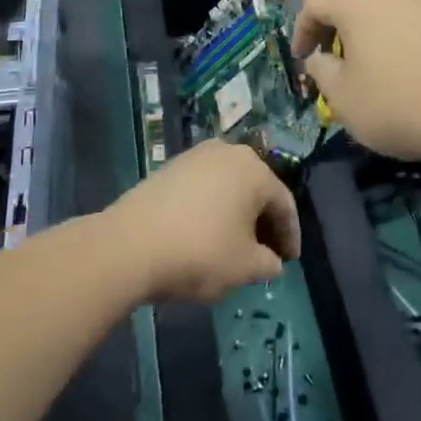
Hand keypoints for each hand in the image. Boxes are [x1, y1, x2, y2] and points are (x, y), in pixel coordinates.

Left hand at [106, 141, 300, 302]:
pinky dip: (212, 207)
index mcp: (255, 171)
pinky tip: (205, 232)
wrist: (129, 244)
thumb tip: (272, 261)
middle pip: (257, 189)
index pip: (284, 204)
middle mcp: (229, 152)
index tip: (290, 261)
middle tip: (265, 252)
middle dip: (264, 221)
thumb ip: (268, 264)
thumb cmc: (200, 253)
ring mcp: (196, 156)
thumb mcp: (245, 268)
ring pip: (229, 185)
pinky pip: (204, 187)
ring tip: (235, 243)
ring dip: (237, 213)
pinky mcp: (170, 166)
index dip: (290, 235)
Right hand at [291, 0, 420, 163]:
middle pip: (351, 0)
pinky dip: (396, 37)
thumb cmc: (395, 105)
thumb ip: (321, 70)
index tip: (302, 58)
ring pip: (383, 9)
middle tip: (331, 62)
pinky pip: (410, 21)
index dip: (301, 29)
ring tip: (369, 66)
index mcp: (358, 3)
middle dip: (334, 29)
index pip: (315, 1)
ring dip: (368, 32)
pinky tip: (404, 68)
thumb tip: (320, 57)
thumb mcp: (341, 97)